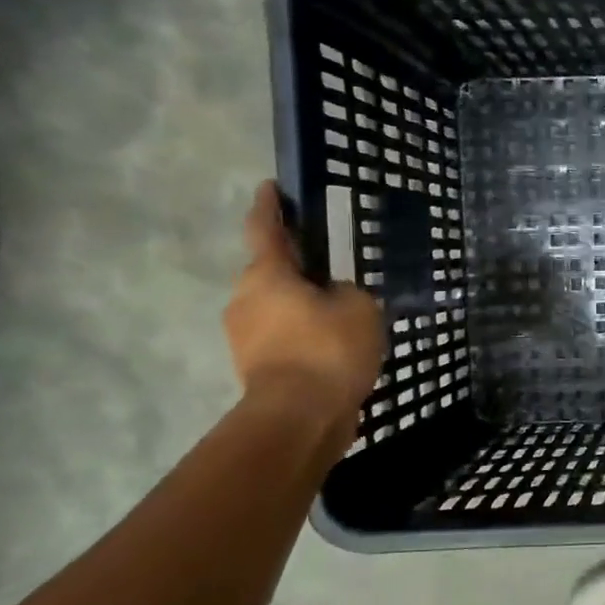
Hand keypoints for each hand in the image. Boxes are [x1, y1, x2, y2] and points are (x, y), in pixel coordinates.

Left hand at [224, 181, 383, 437]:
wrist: (300, 417)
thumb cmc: (328, 349)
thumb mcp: (359, 307)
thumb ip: (346, 292)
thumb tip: (332, 298)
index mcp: (267, 275)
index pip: (265, 229)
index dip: (270, 207)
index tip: (270, 188)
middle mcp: (246, 300)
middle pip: (272, 275)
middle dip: (296, 272)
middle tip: (330, 274)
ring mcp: (245, 338)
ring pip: (278, 310)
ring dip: (303, 310)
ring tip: (341, 319)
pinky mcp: (257, 369)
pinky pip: (285, 341)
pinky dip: (305, 340)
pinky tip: (334, 351)